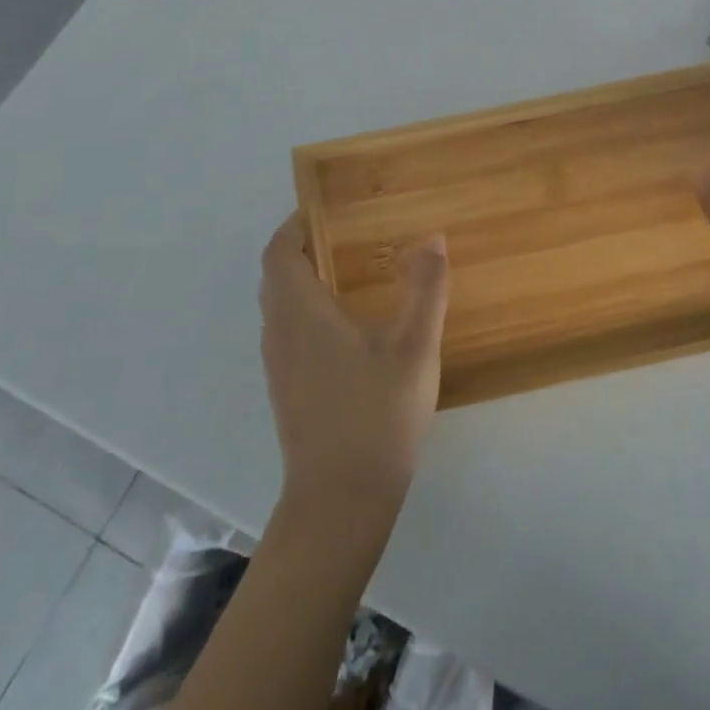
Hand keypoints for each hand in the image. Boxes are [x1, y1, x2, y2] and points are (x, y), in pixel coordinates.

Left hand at [259, 212, 449, 514]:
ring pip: (281, 305)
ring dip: (306, 279)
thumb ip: (425, 289)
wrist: (340, 500)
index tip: (328, 208)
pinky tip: (350, 324)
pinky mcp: (287, 389)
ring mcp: (279, 365)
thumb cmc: (376, 415)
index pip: (279, 252)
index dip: (296, 224)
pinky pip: (289, 330)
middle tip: (350, 234)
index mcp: (300, 314)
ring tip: (354, 270)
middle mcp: (279, 333)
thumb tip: (432, 238)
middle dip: (305, 248)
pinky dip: (309, 309)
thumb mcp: (414, 347)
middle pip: (277, 276)